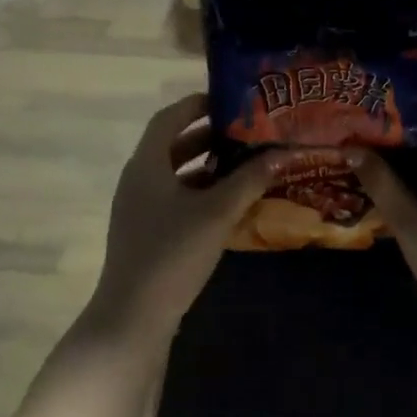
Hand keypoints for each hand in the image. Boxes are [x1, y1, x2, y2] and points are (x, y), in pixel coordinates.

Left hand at [81, 93, 277, 340]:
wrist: (134, 316)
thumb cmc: (173, 253)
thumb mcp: (217, 212)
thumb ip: (249, 180)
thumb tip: (282, 154)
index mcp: (146, 164)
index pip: (169, 118)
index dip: (197, 104)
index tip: (230, 100)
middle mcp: (138, 180)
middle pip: (173, 145)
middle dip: (209, 136)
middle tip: (246, 131)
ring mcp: (139, 208)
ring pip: (175, 174)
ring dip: (207, 166)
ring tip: (244, 162)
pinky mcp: (146, 232)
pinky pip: (175, 198)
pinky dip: (201, 192)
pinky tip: (229, 202)